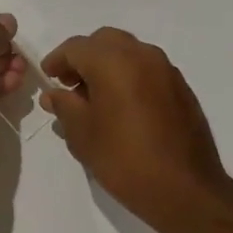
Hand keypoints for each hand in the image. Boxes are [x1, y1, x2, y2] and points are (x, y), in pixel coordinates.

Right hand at [40, 27, 232, 220]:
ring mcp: (166, 70)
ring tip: (95, 98)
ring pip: (129, 52)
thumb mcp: (82, 134)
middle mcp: (142, 55)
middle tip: (70, 84)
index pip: (76, 47)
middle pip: (104, 42)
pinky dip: (129, 76)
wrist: (185, 190)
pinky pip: (147, 69)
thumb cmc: (124, 160)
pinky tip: (122, 107)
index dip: (57, 60)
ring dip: (108, 65)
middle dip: (84, 58)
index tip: (48, 77)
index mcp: (114, 61)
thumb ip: (64, 106)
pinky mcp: (181, 88)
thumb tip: (54, 94)